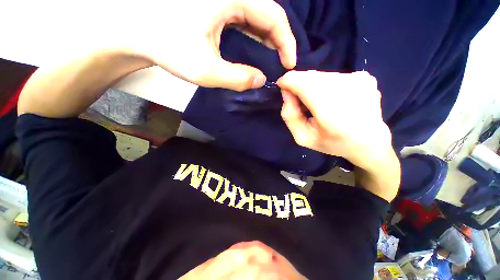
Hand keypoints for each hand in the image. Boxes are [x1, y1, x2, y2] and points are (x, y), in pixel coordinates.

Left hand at [116, 0, 295, 91]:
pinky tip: (256, 50)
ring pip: (257, 16)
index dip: (287, 42)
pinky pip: (244, 19)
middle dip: (279, 41)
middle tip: (283, 64)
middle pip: (268, 14)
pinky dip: (254, 36)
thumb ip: (238, 78)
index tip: (290, 64)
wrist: (136, 30)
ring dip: (268, 39)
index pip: (274, 17)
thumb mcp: (206, 70)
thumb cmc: (166, 46)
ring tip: (273, 60)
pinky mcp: (216, 6)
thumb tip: (261, 80)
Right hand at [277, 70, 392, 171]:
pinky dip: (326, 86)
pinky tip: (332, 100)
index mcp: (330, 110)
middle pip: (310, 77)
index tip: (282, 86)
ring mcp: (359, 80)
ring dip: (312, 86)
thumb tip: (287, 92)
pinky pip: (334, 76)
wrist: (370, 143)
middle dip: (299, 85)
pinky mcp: (365, 77)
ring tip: (317, 103)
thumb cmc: (333, 142)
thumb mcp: (303, 137)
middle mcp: (347, 88)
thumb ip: (290, 115)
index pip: (303, 82)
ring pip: (321, 76)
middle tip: (300, 101)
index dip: (288, 81)